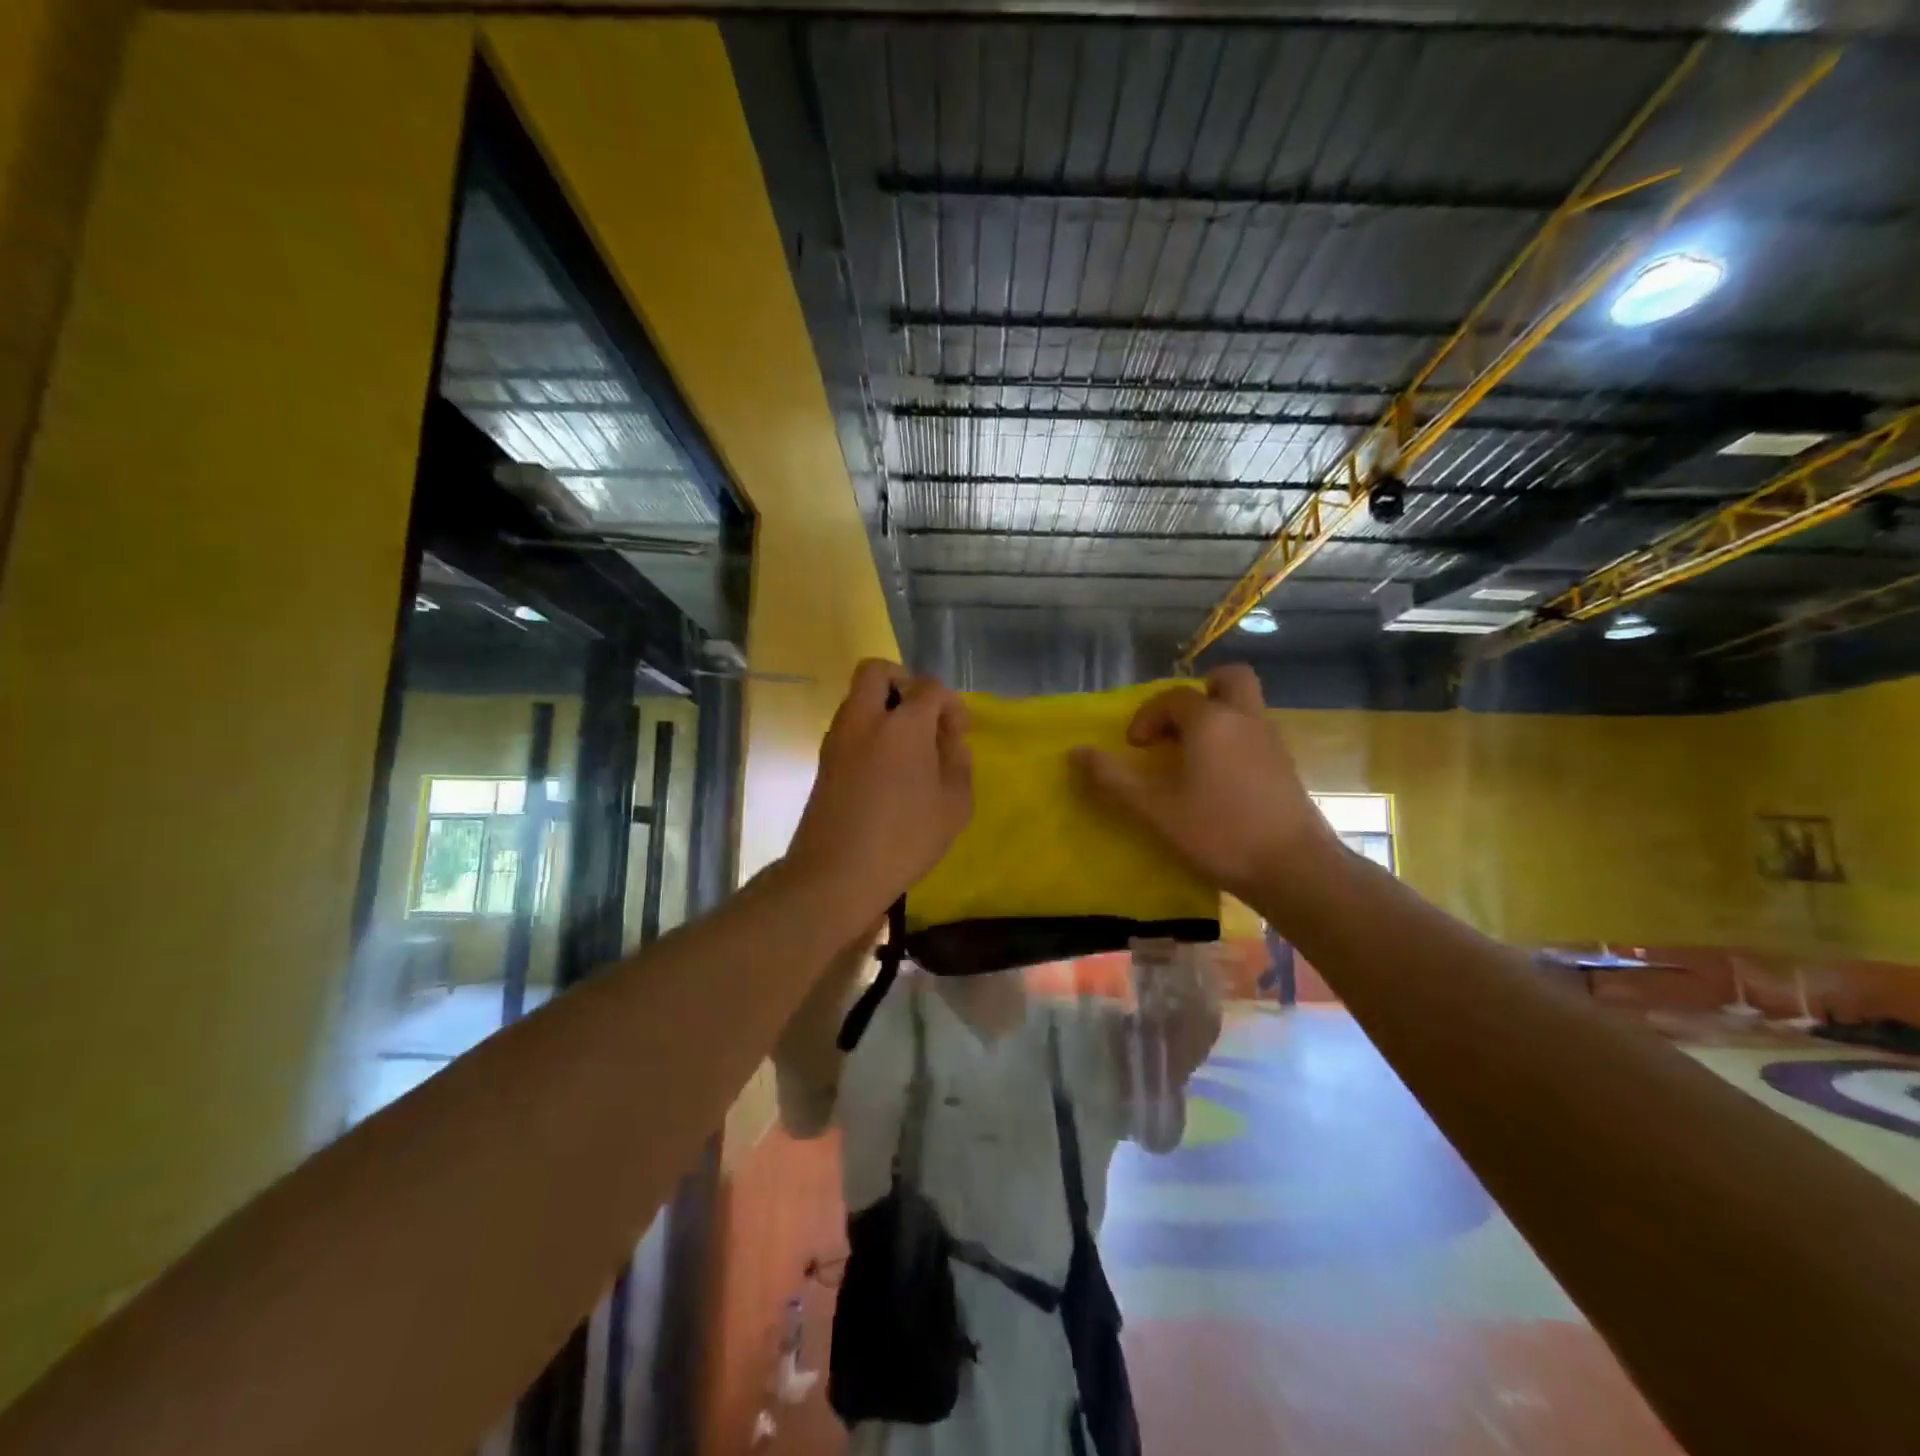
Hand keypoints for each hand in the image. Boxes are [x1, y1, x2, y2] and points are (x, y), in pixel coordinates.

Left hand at [787, 660, 971, 923]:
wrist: (835, 873)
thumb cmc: (905, 839)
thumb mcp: (954, 805)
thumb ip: (958, 761)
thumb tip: (950, 739)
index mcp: (903, 724)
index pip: (930, 688)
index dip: (951, 705)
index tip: (958, 734)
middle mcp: (865, 719)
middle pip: (878, 672)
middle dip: (904, 682)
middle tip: (923, 717)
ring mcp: (838, 738)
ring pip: (859, 698)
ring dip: (884, 708)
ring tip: (908, 749)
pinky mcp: (824, 760)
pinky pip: (850, 726)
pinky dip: (870, 731)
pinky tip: (886, 769)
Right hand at [1070, 664, 1335, 901]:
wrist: (1293, 869)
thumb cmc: (1218, 831)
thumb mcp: (1154, 809)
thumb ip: (1112, 779)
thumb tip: (1075, 753)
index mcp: (1211, 721)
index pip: (1174, 697)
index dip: (1148, 716)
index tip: (1135, 748)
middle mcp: (1246, 719)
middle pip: (1229, 679)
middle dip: (1200, 692)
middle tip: (1178, 725)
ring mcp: (1272, 742)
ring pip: (1245, 707)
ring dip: (1217, 718)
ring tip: (1192, 757)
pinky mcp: (1287, 768)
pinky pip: (1256, 734)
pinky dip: (1234, 741)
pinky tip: (1218, 781)